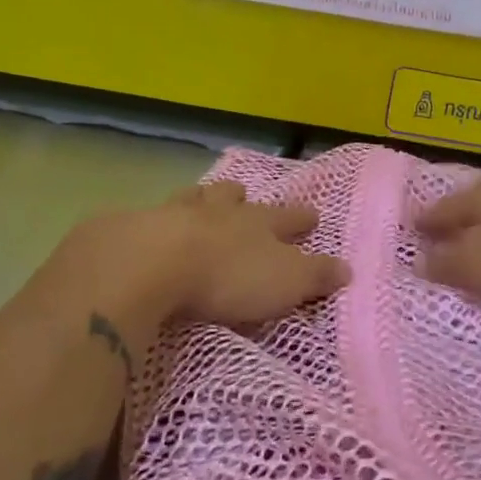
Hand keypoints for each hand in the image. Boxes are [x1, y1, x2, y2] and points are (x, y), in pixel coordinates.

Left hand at [71, 180, 348, 328]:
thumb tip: (347, 268)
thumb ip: (316, 275)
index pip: (288, 218)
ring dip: (201, 200)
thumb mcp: (285, 282)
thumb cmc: (227, 276)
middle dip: (243, 199)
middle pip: (234, 198)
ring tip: (201, 200)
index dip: (301, 218)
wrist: (150, 263)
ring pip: (193, 199)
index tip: (312, 215)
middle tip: (245, 197)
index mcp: (257, 223)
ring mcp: (173, 214)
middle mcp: (218, 211)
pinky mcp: (133, 227)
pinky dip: (154, 222)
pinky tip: (148, 229)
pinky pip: (149, 218)